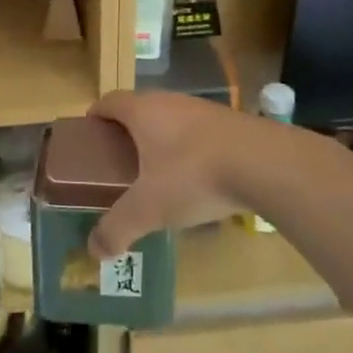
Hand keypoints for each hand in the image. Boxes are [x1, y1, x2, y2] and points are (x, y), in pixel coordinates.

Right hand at [86, 91, 249, 257]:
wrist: (263, 163)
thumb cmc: (193, 175)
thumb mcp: (148, 208)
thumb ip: (118, 228)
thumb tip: (94, 250)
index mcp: (143, 111)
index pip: (109, 101)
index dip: (96, 115)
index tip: (89, 135)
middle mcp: (170, 101)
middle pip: (140, 108)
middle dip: (127, 131)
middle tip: (119, 161)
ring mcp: (203, 109)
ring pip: (171, 119)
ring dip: (160, 139)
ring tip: (157, 173)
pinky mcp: (230, 122)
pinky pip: (198, 132)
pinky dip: (189, 149)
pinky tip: (196, 178)